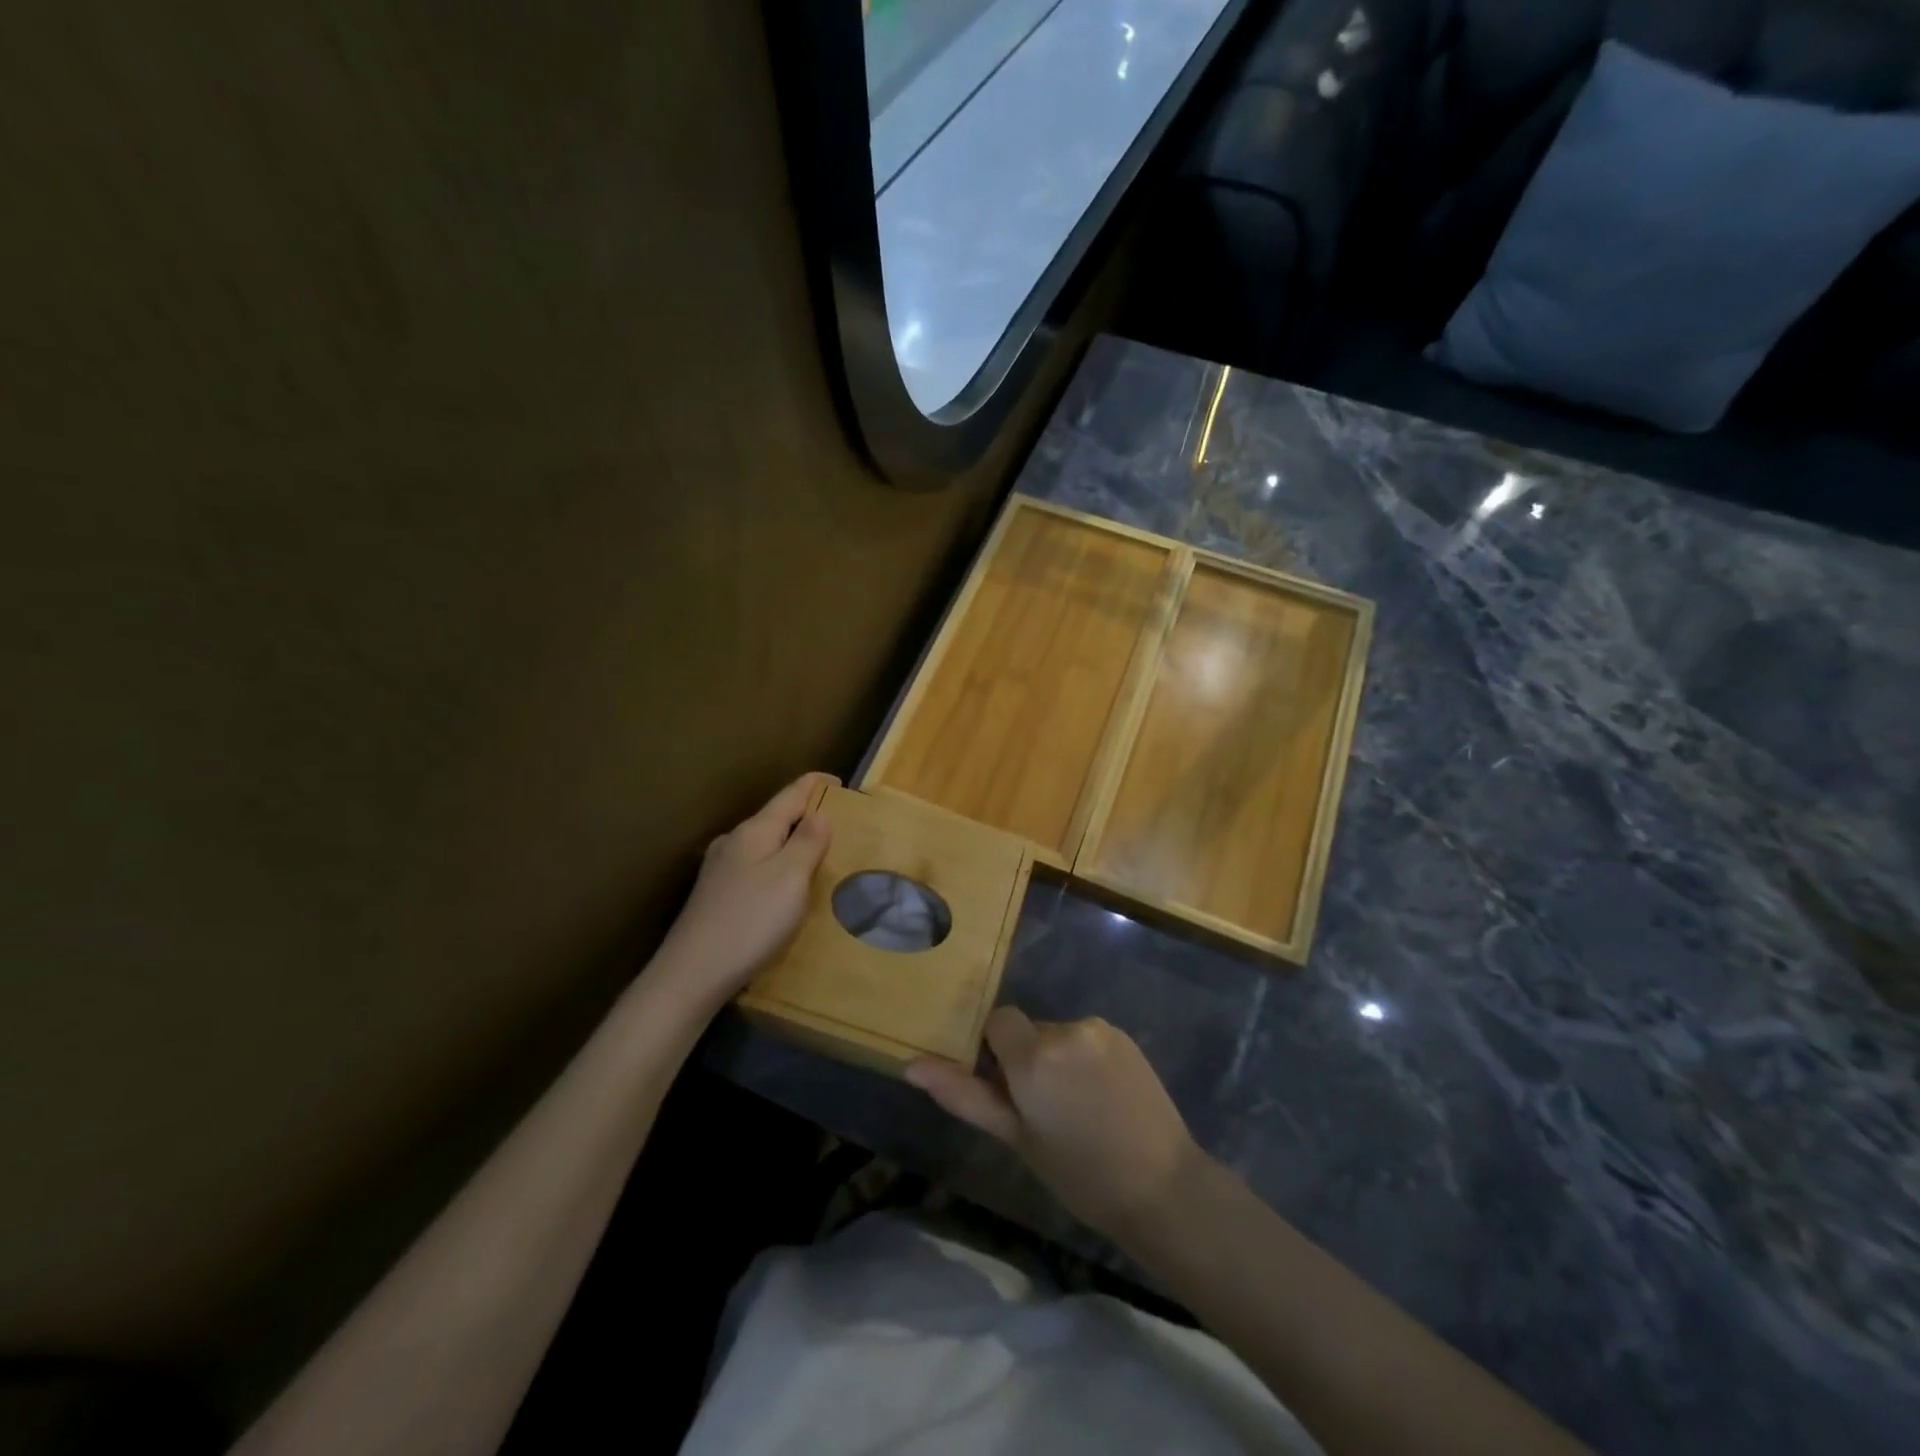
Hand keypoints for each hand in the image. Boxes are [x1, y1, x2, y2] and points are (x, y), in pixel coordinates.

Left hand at [653, 772, 835, 1008]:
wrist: (692, 974)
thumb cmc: (750, 921)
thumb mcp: (790, 878)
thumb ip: (808, 841)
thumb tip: (819, 813)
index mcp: (754, 831)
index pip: (790, 795)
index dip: (815, 785)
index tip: (840, 782)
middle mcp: (734, 842)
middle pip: (776, 817)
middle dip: (806, 816)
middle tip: (839, 825)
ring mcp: (720, 870)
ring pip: (764, 844)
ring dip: (791, 843)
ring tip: (817, 855)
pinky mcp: (715, 896)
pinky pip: (755, 867)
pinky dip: (777, 866)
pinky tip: (784, 887)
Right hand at [906, 1008, 1200, 1241]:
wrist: (1163, 1187)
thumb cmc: (1080, 1174)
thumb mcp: (1016, 1138)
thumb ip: (964, 1095)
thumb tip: (912, 1065)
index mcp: (1033, 1055)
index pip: (997, 1020)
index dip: (997, 1050)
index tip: (1008, 1088)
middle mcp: (1065, 1029)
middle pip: (1029, 1030)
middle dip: (1028, 1059)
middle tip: (1045, 1110)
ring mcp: (1099, 1030)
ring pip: (1058, 1035)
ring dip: (1058, 1060)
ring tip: (1078, 1109)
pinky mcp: (1125, 1037)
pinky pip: (1088, 1039)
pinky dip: (1085, 1060)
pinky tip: (1103, 1099)